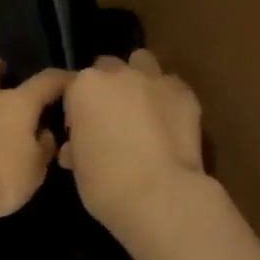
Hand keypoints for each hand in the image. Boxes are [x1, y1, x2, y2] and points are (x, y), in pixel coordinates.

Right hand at [61, 49, 206, 231]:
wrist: (161, 196)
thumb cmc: (107, 186)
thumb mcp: (78, 168)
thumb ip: (76, 146)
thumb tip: (76, 147)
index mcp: (84, 87)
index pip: (74, 88)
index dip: (77, 110)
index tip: (83, 132)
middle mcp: (118, 74)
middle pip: (107, 68)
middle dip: (108, 87)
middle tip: (112, 120)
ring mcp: (155, 79)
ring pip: (142, 63)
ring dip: (138, 79)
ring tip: (142, 110)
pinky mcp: (185, 93)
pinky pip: (171, 86)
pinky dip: (167, 98)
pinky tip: (169, 122)